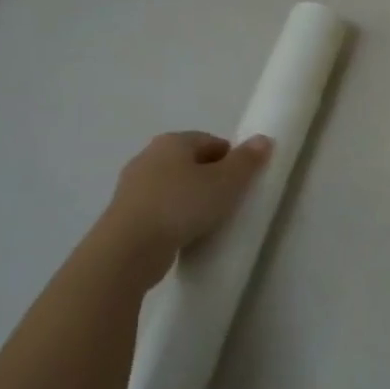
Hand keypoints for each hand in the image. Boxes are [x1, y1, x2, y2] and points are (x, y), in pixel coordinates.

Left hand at [103, 130, 272, 284]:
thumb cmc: (182, 205)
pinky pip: (160, 210)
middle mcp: (149, 156)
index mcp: (173, 142)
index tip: (243, 184)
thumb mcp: (226, 182)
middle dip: (212, 179)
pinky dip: (175, 218)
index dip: (232, 160)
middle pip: (191, 163)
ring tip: (210, 223)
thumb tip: (264, 140)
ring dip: (192, 200)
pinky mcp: (126, 215)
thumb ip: (247, 161)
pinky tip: (186, 235)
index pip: (212, 142)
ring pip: (174, 187)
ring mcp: (133, 187)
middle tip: (230, 203)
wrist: (129, 248)